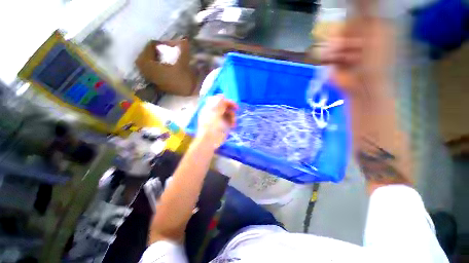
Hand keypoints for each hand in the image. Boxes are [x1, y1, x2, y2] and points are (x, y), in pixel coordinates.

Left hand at [197, 95, 236, 147]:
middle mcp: (214, 112)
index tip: (233, 104)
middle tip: (236, 110)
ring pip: (228, 113)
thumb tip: (222, 95)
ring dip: (232, 116)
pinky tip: (233, 125)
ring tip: (233, 122)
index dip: (226, 101)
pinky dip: (232, 121)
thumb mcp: (215, 113)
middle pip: (224, 106)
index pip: (219, 100)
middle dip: (230, 108)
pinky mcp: (223, 125)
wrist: (210, 141)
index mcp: (210, 108)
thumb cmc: (211, 126)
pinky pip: (229, 120)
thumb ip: (219, 103)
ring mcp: (219, 119)